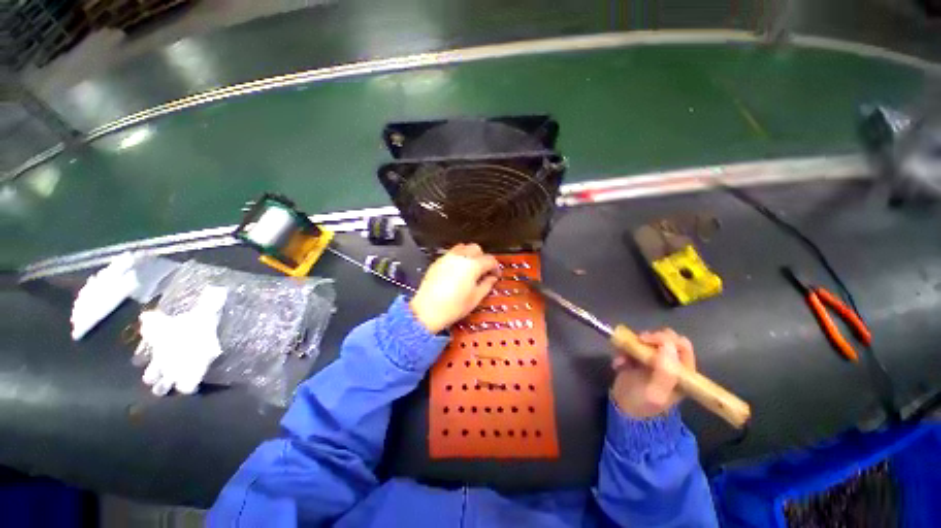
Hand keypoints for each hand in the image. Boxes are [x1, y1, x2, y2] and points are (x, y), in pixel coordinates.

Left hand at [410, 244, 499, 332]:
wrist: (427, 310)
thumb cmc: (454, 306)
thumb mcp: (475, 298)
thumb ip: (486, 285)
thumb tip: (492, 278)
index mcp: (473, 265)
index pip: (489, 260)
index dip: (495, 267)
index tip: (496, 276)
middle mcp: (460, 257)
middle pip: (476, 248)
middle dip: (483, 258)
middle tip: (483, 271)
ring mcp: (447, 257)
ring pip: (463, 247)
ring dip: (470, 255)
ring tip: (470, 268)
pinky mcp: (437, 262)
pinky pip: (451, 254)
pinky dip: (458, 258)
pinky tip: (456, 271)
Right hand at [610, 329, 695, 418]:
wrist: (623, 410)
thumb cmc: (642, 404)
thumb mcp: (656, 392)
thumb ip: (666, 371)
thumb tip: (668, 344)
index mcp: (682, 373)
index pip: (681, 346)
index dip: (665, 339)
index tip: (647, 340)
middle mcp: (671, 364)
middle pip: (666, 339)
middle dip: (650, 338)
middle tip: (637, 343)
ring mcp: (654, 360)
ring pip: (648, 340)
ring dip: (633, 345)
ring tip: (623, 357)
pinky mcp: (639, 358)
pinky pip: (632, 346)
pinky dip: (623, 350)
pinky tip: (618, 363)